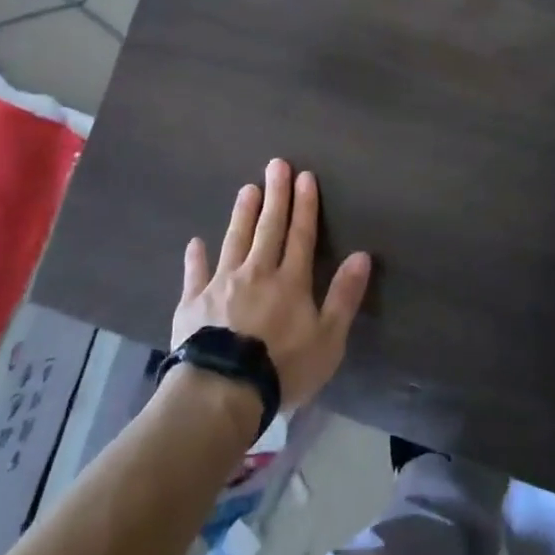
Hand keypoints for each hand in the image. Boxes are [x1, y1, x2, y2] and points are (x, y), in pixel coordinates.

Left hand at [173, 158, 372, 409]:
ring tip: (246, 189)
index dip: (304, 205)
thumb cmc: (283, 368)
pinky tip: (195, 243)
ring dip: (242, 214)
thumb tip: (362, 255)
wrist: (223, 390)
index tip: (304, 176)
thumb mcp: (328, 339)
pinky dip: (196, 258)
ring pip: (235, 240)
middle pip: (268, 228)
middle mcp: (257, 273)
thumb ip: (344, 296)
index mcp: (291, 282)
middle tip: (276, 165)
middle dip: (275, 196)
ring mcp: (222, 284)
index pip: (301, 235)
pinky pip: (195, 273)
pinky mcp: (193, 302)